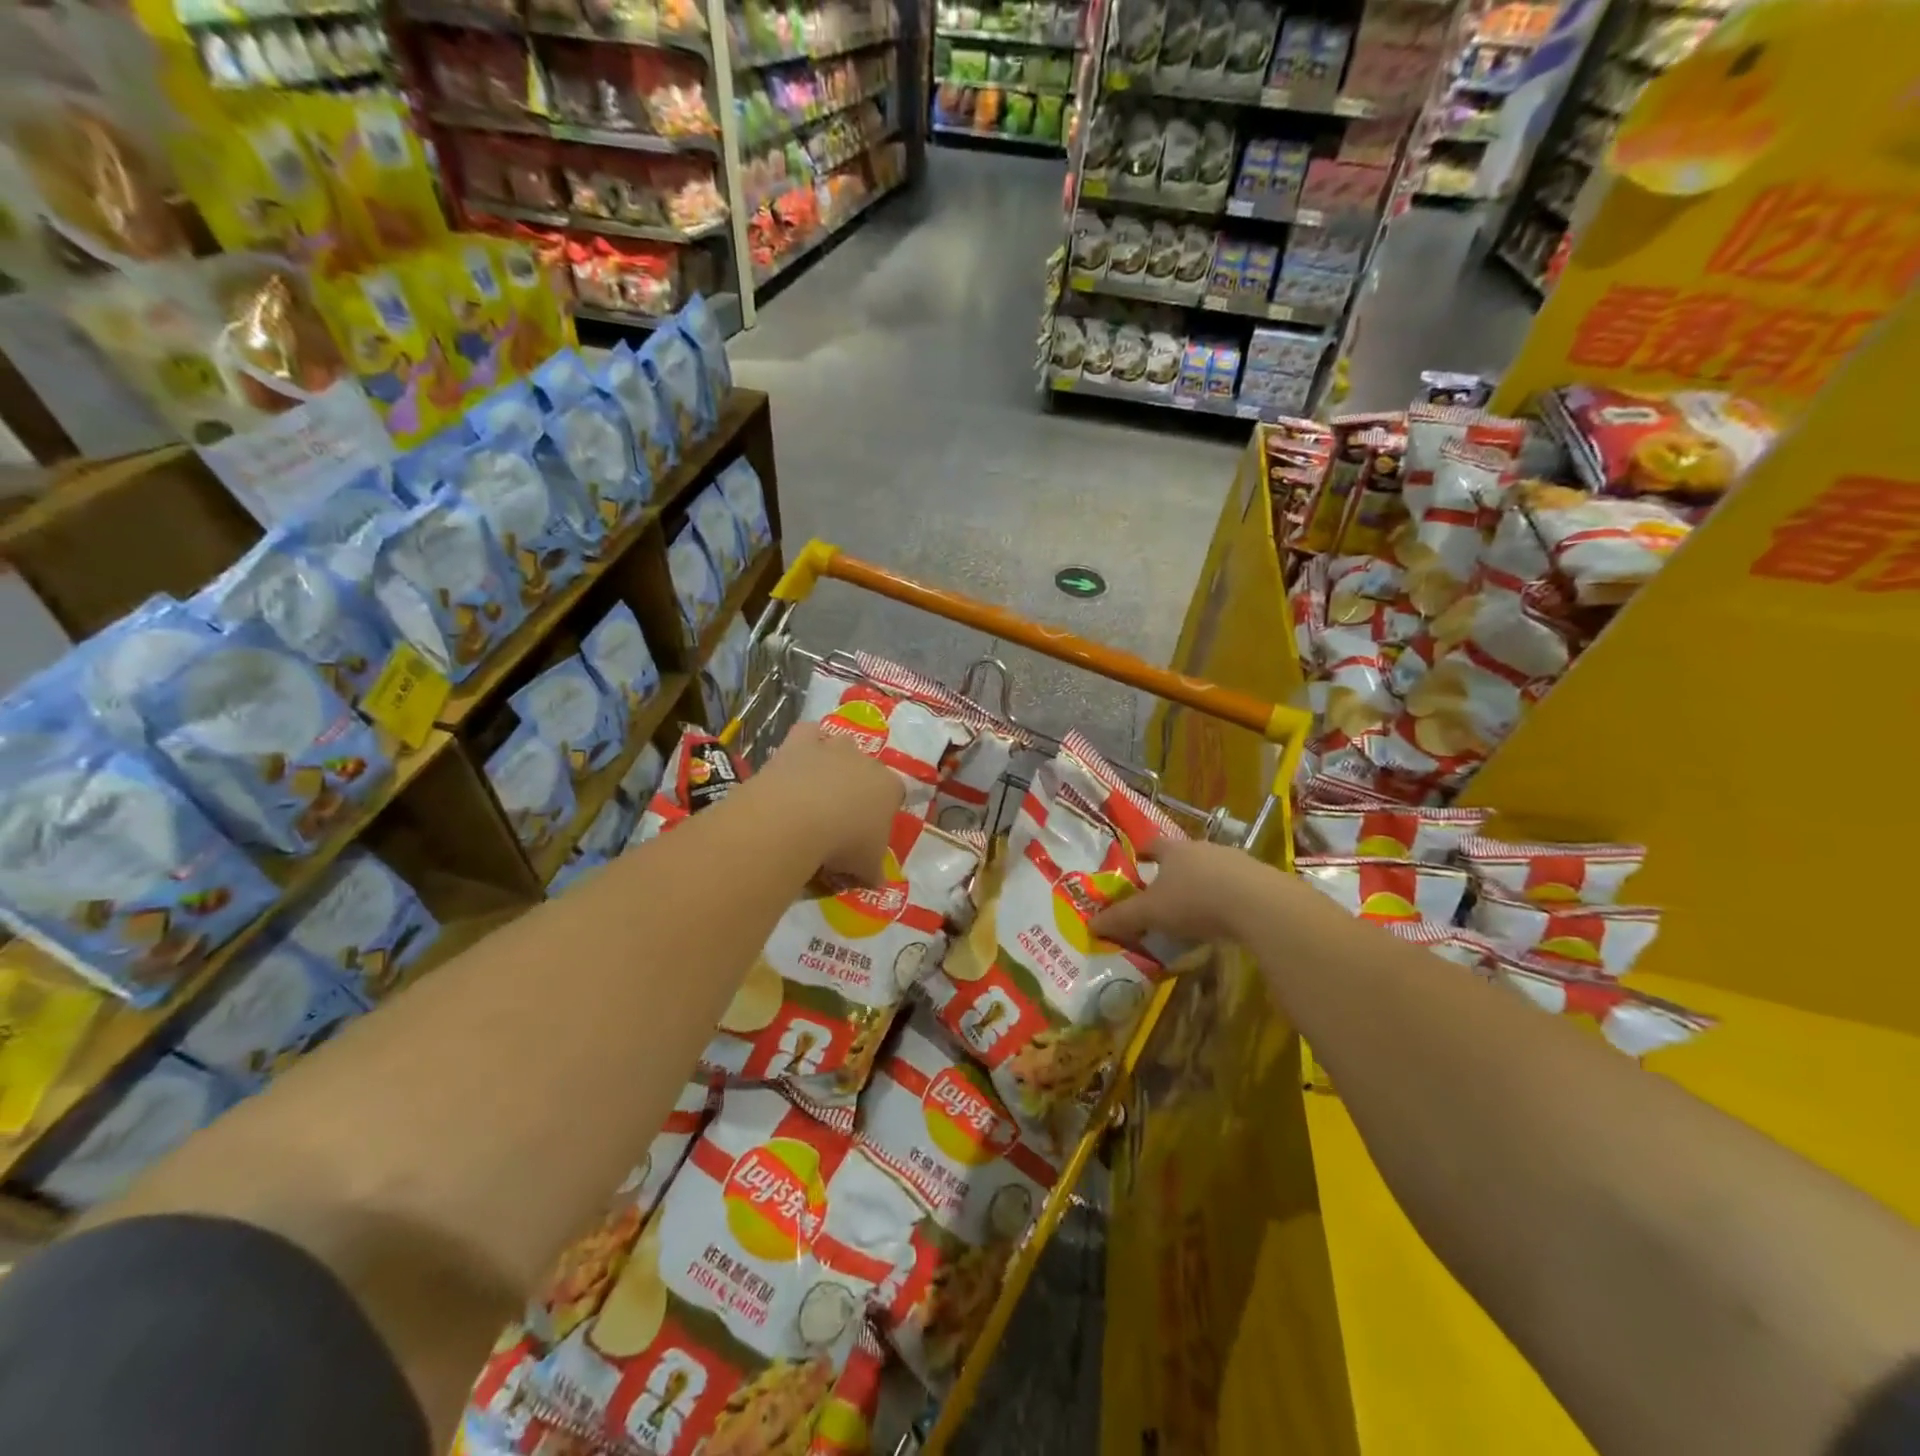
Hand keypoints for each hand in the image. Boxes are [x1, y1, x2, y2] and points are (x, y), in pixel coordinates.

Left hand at [757, 723, 903, 881]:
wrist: (798, 818)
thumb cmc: (843, 844)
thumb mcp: (867, 868)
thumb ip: (874, 871)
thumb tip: (877, 881)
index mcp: (890, 788)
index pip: (895, 795)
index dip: (883, 813)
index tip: (868, 833)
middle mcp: (867, 761)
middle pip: (868, 769)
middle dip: (858, 787)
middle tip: (840, 816)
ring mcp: (834, 747)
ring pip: (841, 745)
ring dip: (833, 762)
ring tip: (817, 789)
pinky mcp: (801, 741)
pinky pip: (808, 732)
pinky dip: (806, 741)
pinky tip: (798, 760)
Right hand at [1091, 838, 1282, 946]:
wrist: (1259, 904)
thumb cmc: (1195, 900)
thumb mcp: (1151, 913)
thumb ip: (1122, 918)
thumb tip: (1091, 924)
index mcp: (1173, 850)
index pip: (1151, 844)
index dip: (1142, 853)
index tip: (1136, 862)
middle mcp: (1203, 847)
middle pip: (1183, 856)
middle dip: (1173, 872)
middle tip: (1163, 893)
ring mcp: (1235, 860)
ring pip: (1211, 869)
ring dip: (1203, 885)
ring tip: (1196, 909)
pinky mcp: (1260, 878)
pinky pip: (1236, 885)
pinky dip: (1227, 898)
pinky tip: (1226, 918)